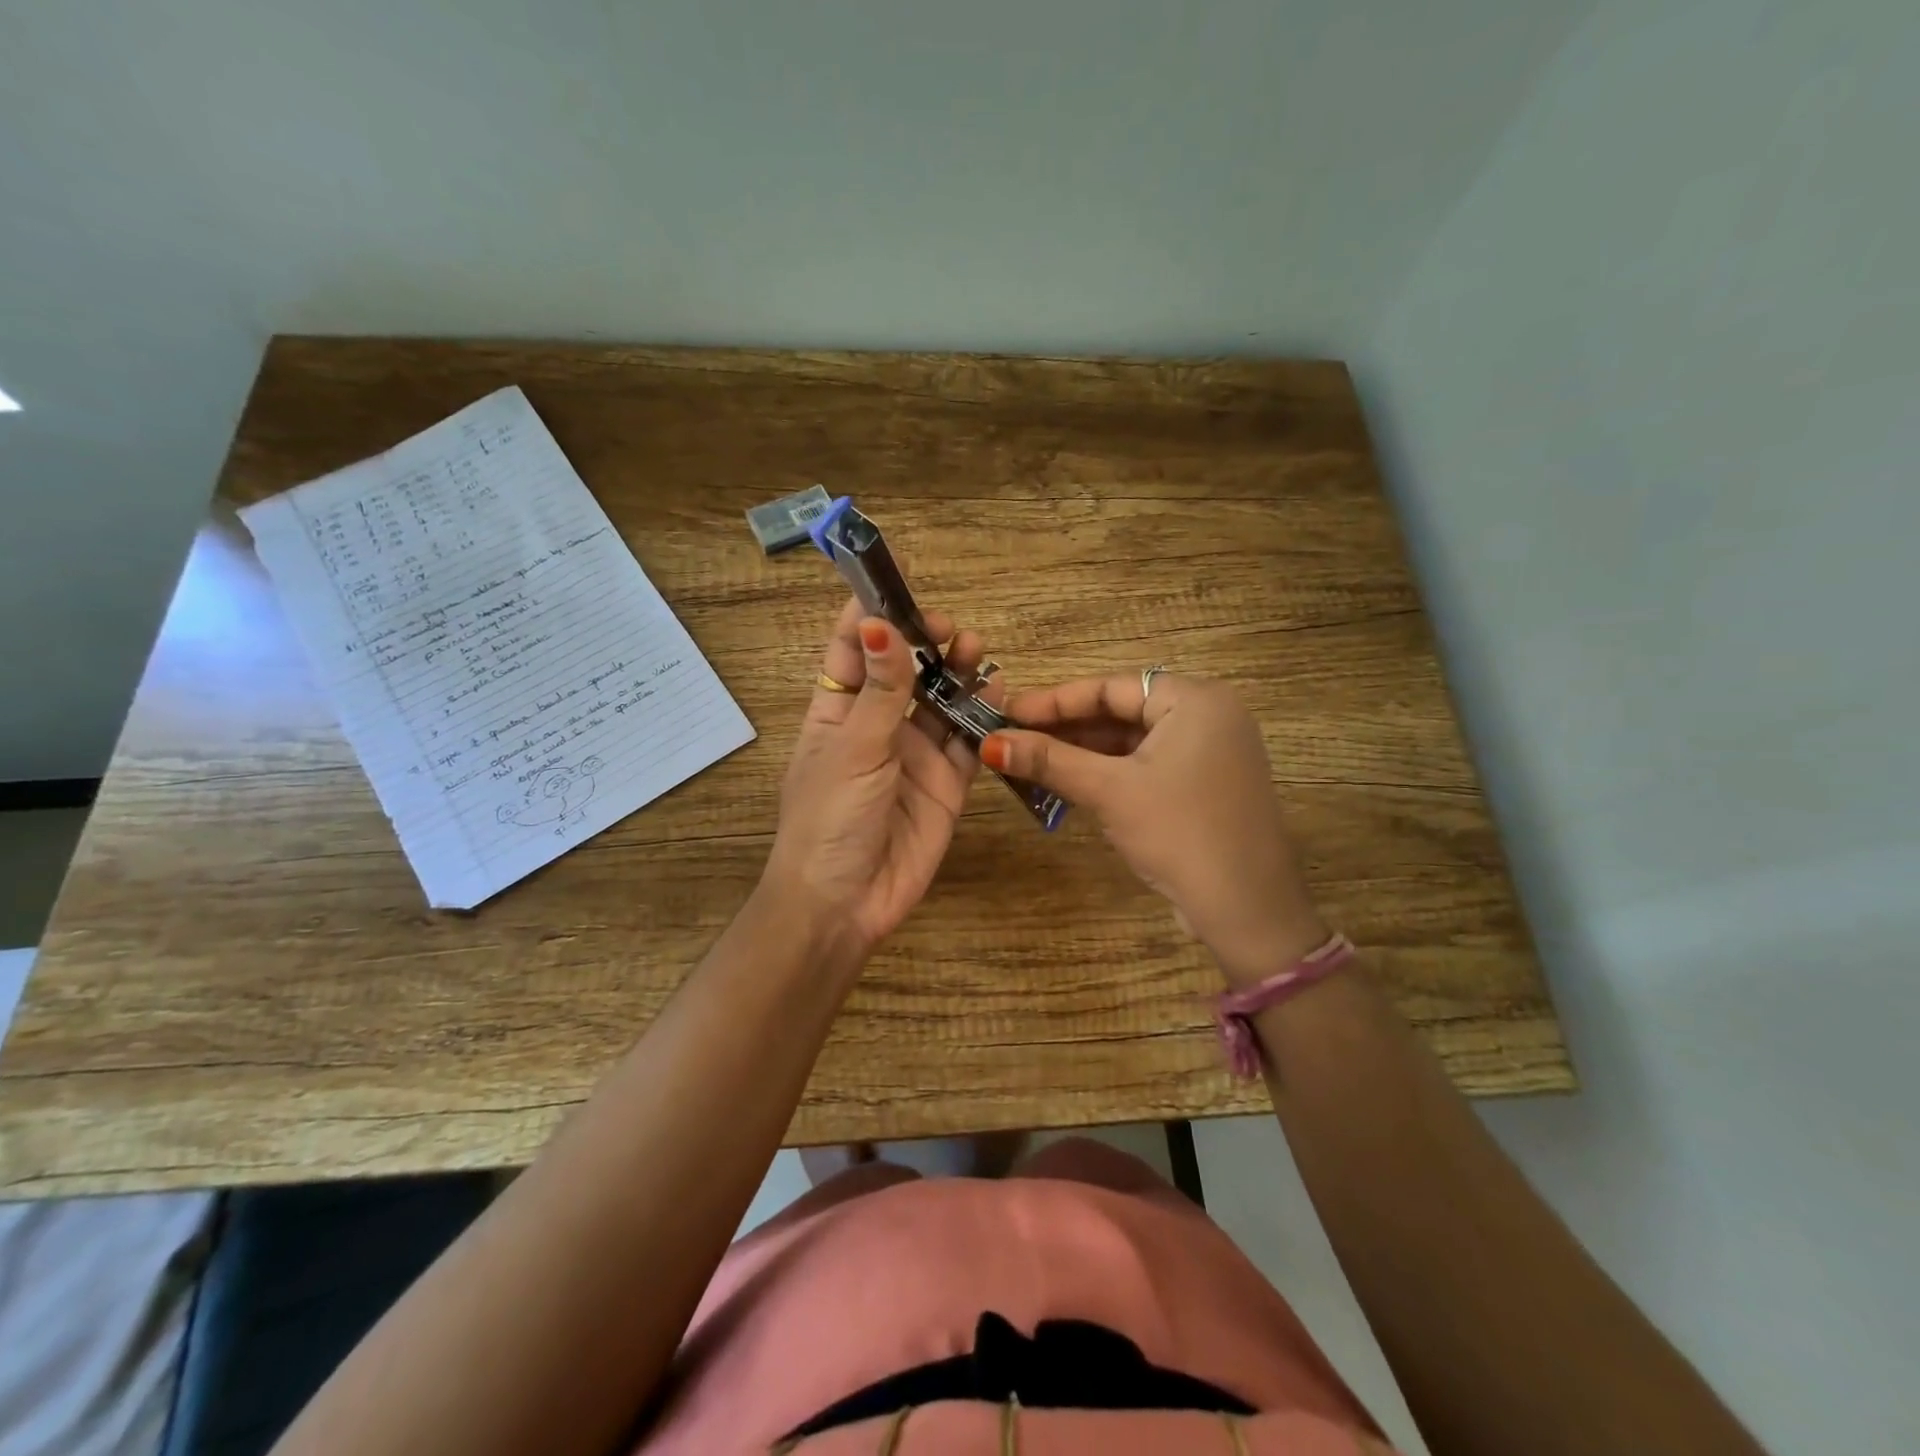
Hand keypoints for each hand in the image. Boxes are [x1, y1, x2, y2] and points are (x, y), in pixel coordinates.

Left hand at [763, 598, 1000, 960]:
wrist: (845, 903)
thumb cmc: (829, 818)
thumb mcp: (852, 748)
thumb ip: (880, 690)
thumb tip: (880, 623)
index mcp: (837, 710)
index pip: (851, 648)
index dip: (871, 612)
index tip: (899, 580)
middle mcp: (877, 725)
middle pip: (905, 668)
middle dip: (925, 641)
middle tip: (948, 629)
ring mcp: (915, 753)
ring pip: (941, 698)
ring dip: (957, 670)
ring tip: (974, 649)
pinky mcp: (948, 782)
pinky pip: (969, 739)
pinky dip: (983, 713)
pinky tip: (997, 687)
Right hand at [982, 673, 1326, 987]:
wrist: (1247, 910)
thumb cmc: (1180, 833)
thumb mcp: (1110, 791)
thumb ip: (1049, 761)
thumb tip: (989, 744)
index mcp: (1196, 700)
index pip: (1112, 687)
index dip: (1055, 700)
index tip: (1008, 712)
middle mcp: (1208, 717)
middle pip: (1122, 712)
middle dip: (1066, 728)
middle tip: (1012, 737)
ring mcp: (1209, 753)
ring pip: (1132, 742)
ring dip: (1082, 753)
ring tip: (1030, 761)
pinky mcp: (1204, 786)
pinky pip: (1146, 766)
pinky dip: (1108, 773)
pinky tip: (1068, 783)